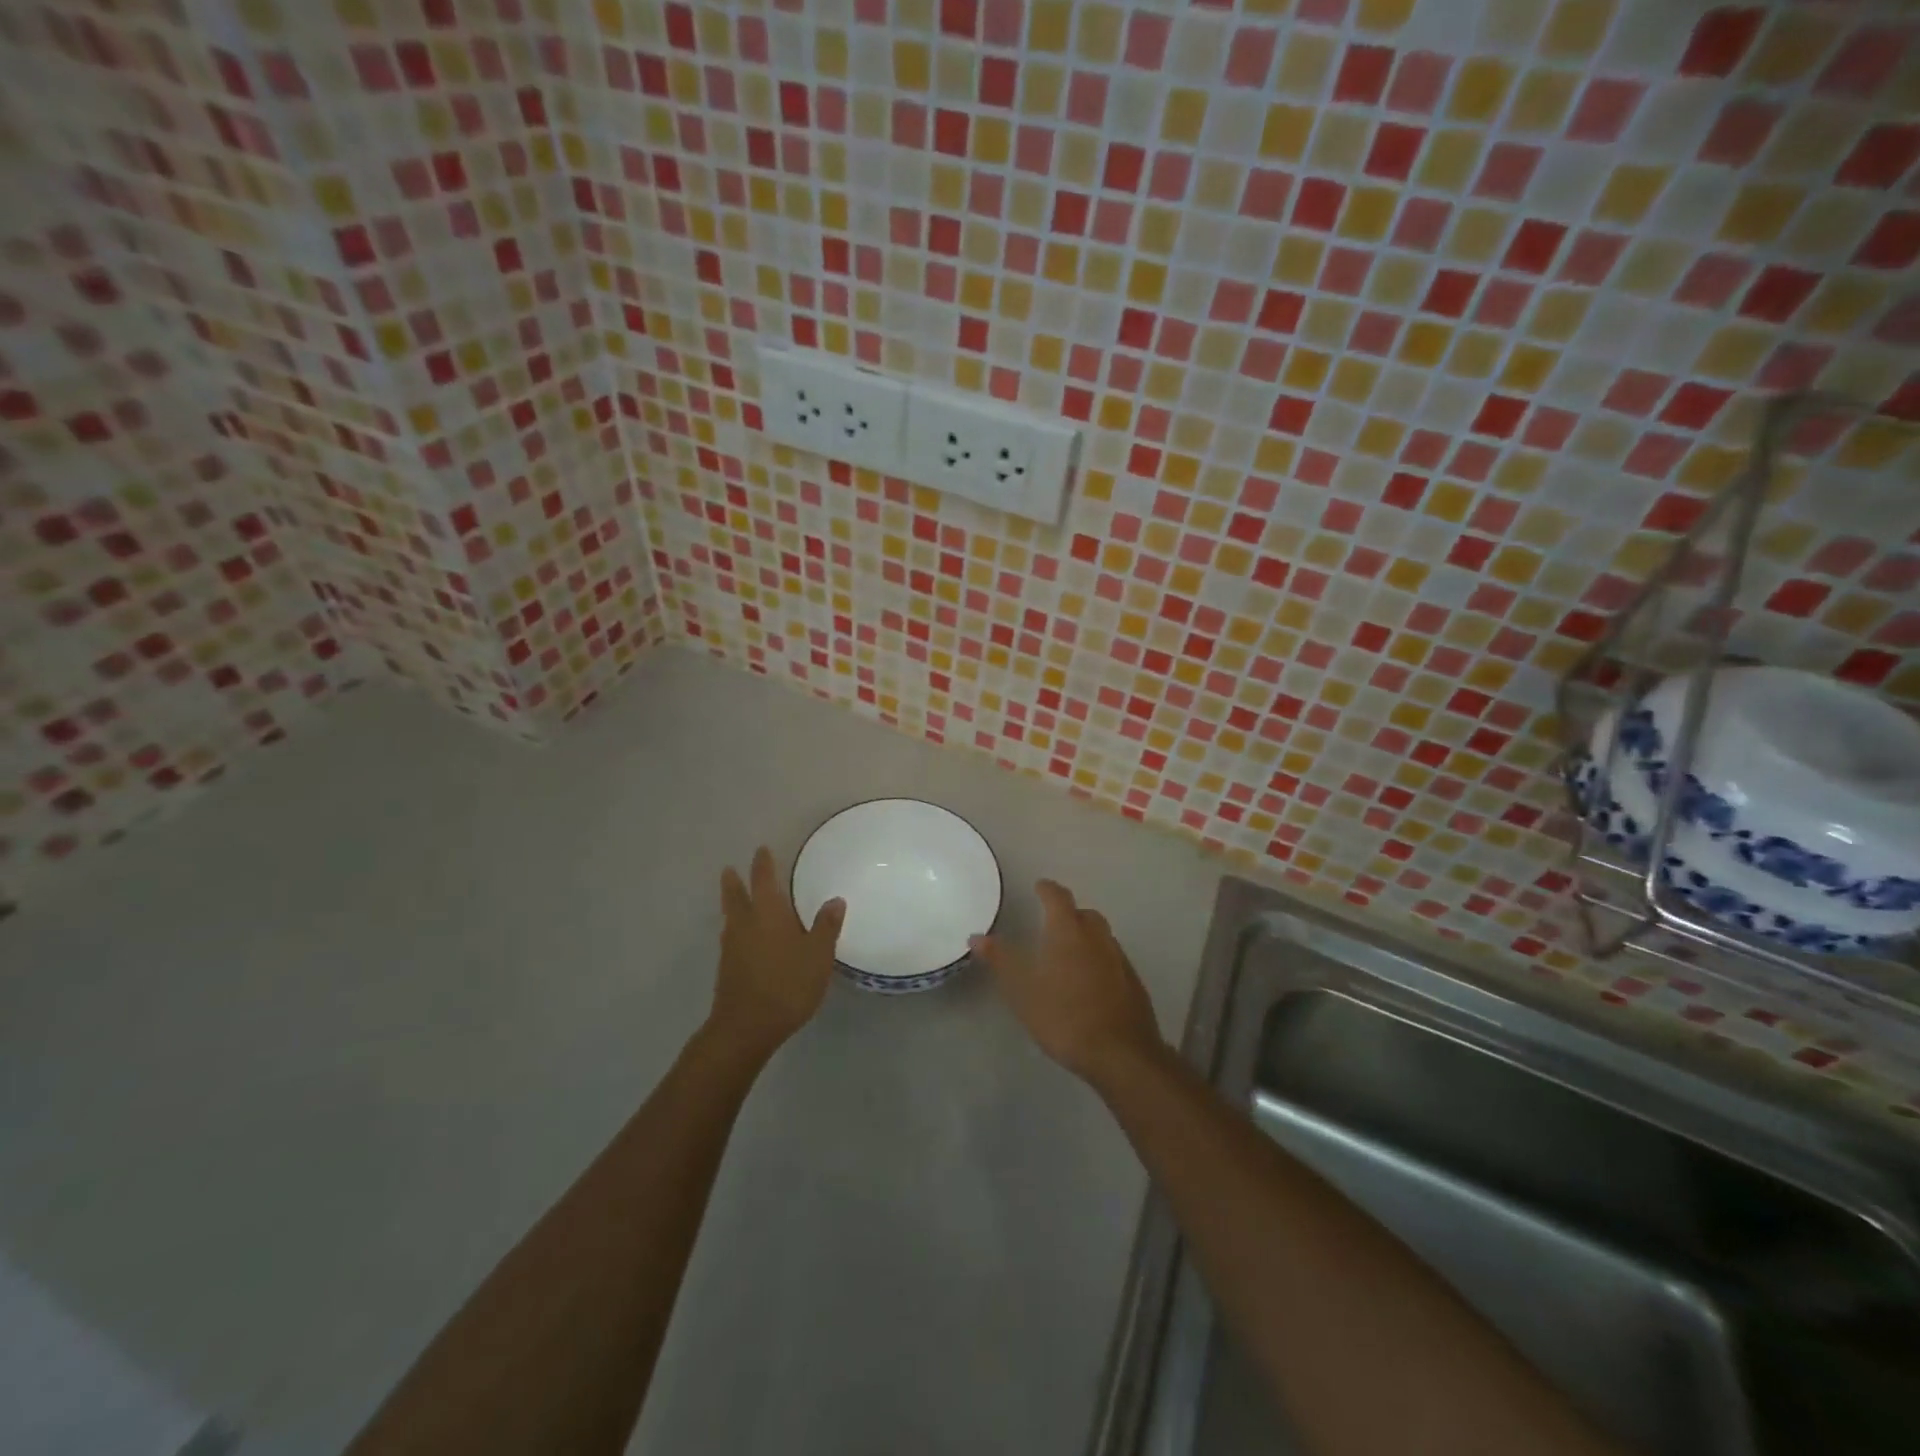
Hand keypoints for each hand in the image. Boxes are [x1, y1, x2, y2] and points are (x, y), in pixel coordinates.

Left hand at [710, 846, 845, 1060]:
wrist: (746, 1027)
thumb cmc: (787, 984)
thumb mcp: (818, 955)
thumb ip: (826, 927)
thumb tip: (835, 900)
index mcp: (768, 913)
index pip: (763, 879)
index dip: (763, 864)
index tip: (761, 850)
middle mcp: (745, 924)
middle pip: (735, 896)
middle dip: (734, 881)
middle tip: (729, 869)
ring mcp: (732, 947)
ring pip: (730, 917)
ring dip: (731, 904)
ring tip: (735, 900)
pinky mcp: (726, 969)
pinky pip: (731, 938)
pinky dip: (735, 929)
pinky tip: (743, 939)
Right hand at [972, 879, 1163, 1083]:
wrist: (1121, 1054)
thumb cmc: (1064, 1017)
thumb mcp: (1022, 991)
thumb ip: (1001, 960)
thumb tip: (977, 937)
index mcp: (1068, 932)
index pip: (1058, 897)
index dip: (1047, 889)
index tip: (1039, 886)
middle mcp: (1097, 937)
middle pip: (1084, 913)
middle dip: (1068, 913)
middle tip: (1052, 922)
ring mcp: (1119, 959)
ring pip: (1102, 935)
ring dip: (1086, 935)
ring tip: (1069, 952)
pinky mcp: (1133, 981)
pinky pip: (1113, 958)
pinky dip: (1099, 958)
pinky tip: (1091, 980)